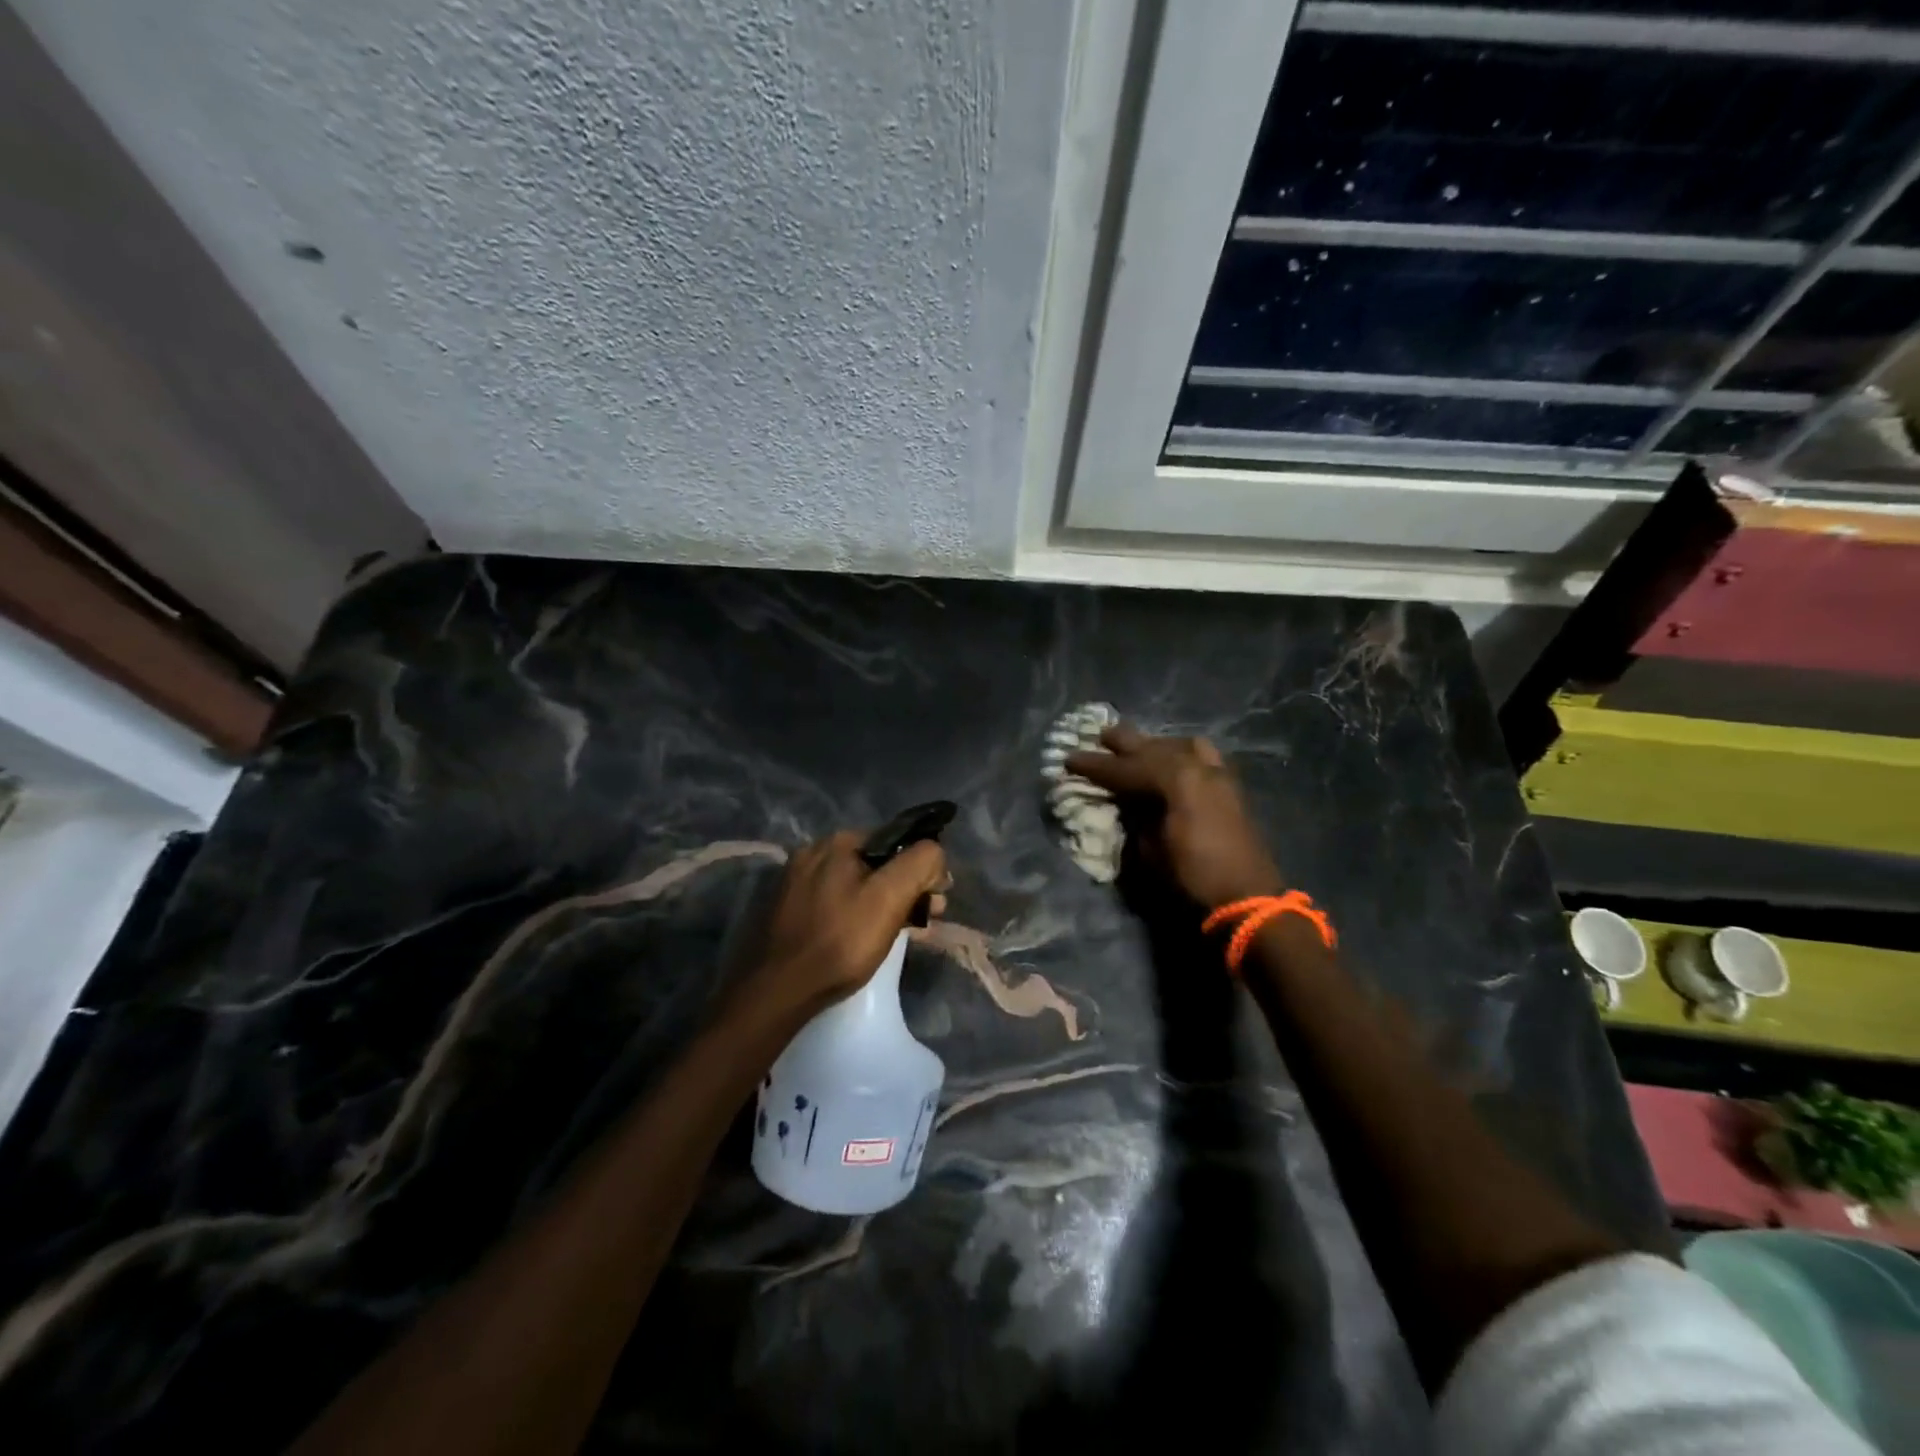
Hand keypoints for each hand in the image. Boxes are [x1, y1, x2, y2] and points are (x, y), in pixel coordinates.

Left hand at [747, 831, 948, 1019]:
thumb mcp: (890, 898)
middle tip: (922, 922)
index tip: (935, 902)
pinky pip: (833, 902)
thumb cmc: (840, 941)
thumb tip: (934, 853)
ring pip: (854, 884)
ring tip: (896, 933)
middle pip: (875, 864)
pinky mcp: (786, 909)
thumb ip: (920, 863)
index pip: (897, 842)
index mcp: (838, 842)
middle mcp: (812, 852)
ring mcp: (795, 881)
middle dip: (904, 888)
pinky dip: (853, 914)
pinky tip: (860, 938)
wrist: (777, 991)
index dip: (922, 870)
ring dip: (880, 903)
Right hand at [1066, 724, 1283, 908]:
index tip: (1069, 759)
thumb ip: (1135, 818)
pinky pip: (1202, 756)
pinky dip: (1181, 753)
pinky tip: (1172, 761)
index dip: (1096, 765)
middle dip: (1125, 743)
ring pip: (1181, 745)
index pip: (1126, 768)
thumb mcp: (1150, 852)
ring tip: (1137, 748)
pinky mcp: (1231, 787)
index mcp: (1176, 782)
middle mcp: (1199, 768)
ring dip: (1155, 746)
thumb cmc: (1192, 879)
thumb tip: (1124, 801)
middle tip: (1100, 737)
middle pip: (1154, 747)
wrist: (1248, 900)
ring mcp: (1219, 775)